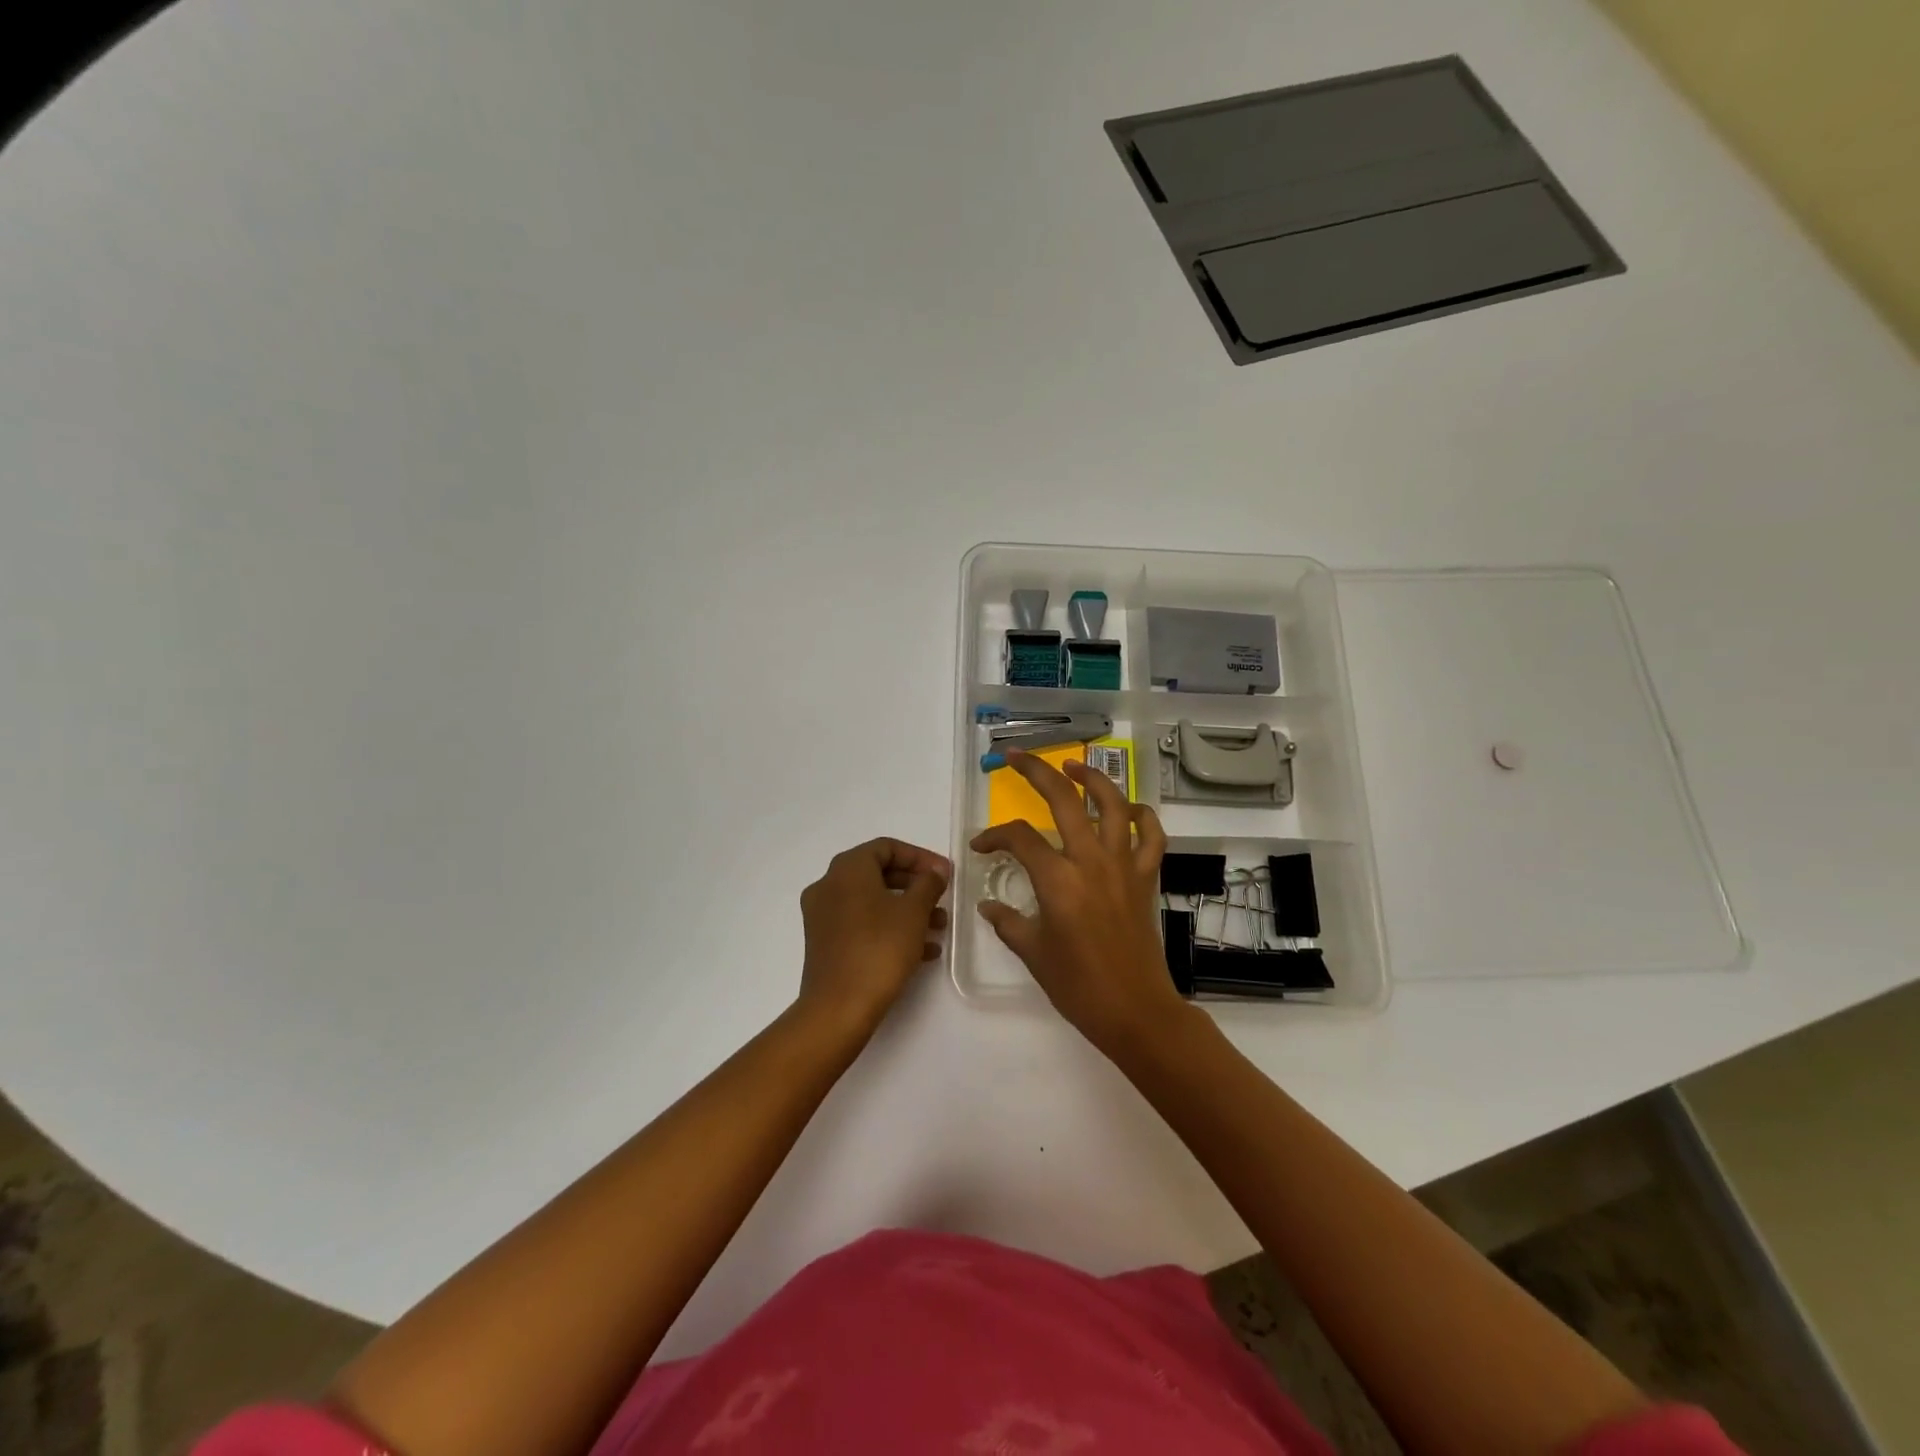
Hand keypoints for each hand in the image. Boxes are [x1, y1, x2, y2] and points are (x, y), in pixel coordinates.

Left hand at [798, 838, 950, 1035]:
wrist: (839, 1009)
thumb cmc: (879, 949)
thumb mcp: (913, 912)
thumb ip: (928, 884)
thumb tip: (935, 871)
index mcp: (847, 869)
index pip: (887, 847)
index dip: (920, 857)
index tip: (944, 874)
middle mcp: (828, 885)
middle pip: (878, 873)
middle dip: (915, 886)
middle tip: (942, 899)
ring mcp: (823, 916)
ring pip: (872, 901)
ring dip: (907, 910)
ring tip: (938, 929)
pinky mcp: (825, 943)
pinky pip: (862, 924)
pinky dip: (889, 928)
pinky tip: (922, 951)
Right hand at [969, 752, 1189, 1056]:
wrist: (1135, 1010)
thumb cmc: (1079, 986)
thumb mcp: (1033, 954)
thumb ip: (1008, 923)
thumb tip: (988, 907)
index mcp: (1058, 880)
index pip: (1019, 838)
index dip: (994, 836)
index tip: (981, 847)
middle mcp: (1091, 861)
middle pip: (1063, 801)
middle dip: (1037, 772)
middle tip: (1016, 757)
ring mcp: (1123, 866)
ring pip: (1113, 805)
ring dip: (1092, 779)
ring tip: (1073, 765)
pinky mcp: (1145, 878)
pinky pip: (1151, 837)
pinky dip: (1143, 817)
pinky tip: (1130, 809)